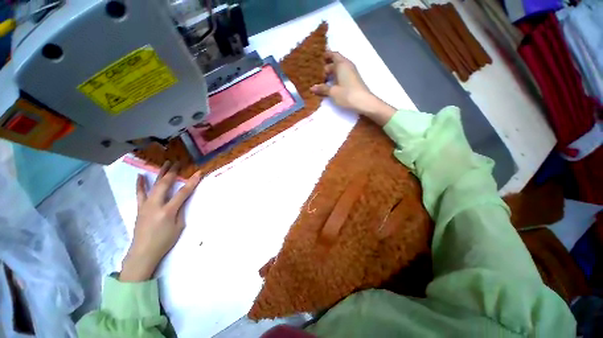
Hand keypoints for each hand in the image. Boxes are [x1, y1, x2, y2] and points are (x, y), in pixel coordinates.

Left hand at [120, 162, 202, 281]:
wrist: (143, 252)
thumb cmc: (164, 241)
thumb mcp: (178, 227)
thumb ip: (180, 211)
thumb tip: (181, 200)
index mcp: (168, 211)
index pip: (183, 193)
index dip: (192, 182)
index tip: (198, 173)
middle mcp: (155, 205)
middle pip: (165, 184)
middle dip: (173, 172)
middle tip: (178, 163)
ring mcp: (146, 205)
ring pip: (153, 185)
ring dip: (160, 173)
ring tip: (165, 164)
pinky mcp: (140, 208)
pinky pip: (140, 193)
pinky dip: (140, 184)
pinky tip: (140, 176)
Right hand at [311, 51, 395, 125]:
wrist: (364, 102)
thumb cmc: (347, 94)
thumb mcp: (333, 92)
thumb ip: (322, 89)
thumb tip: (312, 88)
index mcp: (342, 64)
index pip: (332, 54)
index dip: (325, 55)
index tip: (316, 59)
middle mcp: (347, 66)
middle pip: (334, 63)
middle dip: (324, 67)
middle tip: (314, 73)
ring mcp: (350, 73)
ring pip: (338, 70)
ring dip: (329, 74)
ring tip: (319, 80)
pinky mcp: (352, 81)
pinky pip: (341, 76)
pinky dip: (334, 79)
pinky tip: (328, 86)